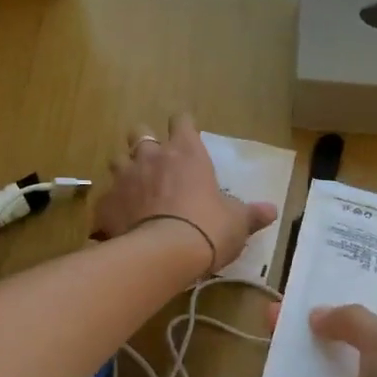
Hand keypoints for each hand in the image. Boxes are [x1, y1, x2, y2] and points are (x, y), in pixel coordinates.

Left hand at [92, 114, 276, 275]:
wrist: (163, 255)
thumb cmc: (208, 229)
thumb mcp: (237, 222)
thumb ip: (251, 214)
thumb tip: (272, 210)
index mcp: (186, 153)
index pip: (182, 121)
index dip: (183, 126)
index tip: (187, 136)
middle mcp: (151, 157)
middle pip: (140, 132)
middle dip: (145, 143)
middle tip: (156, 162)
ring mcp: (124, 178)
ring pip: (117, 160)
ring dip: (126, 171)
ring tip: (135, 190)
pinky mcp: (105, 204)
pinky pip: (105, 198)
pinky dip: (113, 206)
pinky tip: (120, 222)